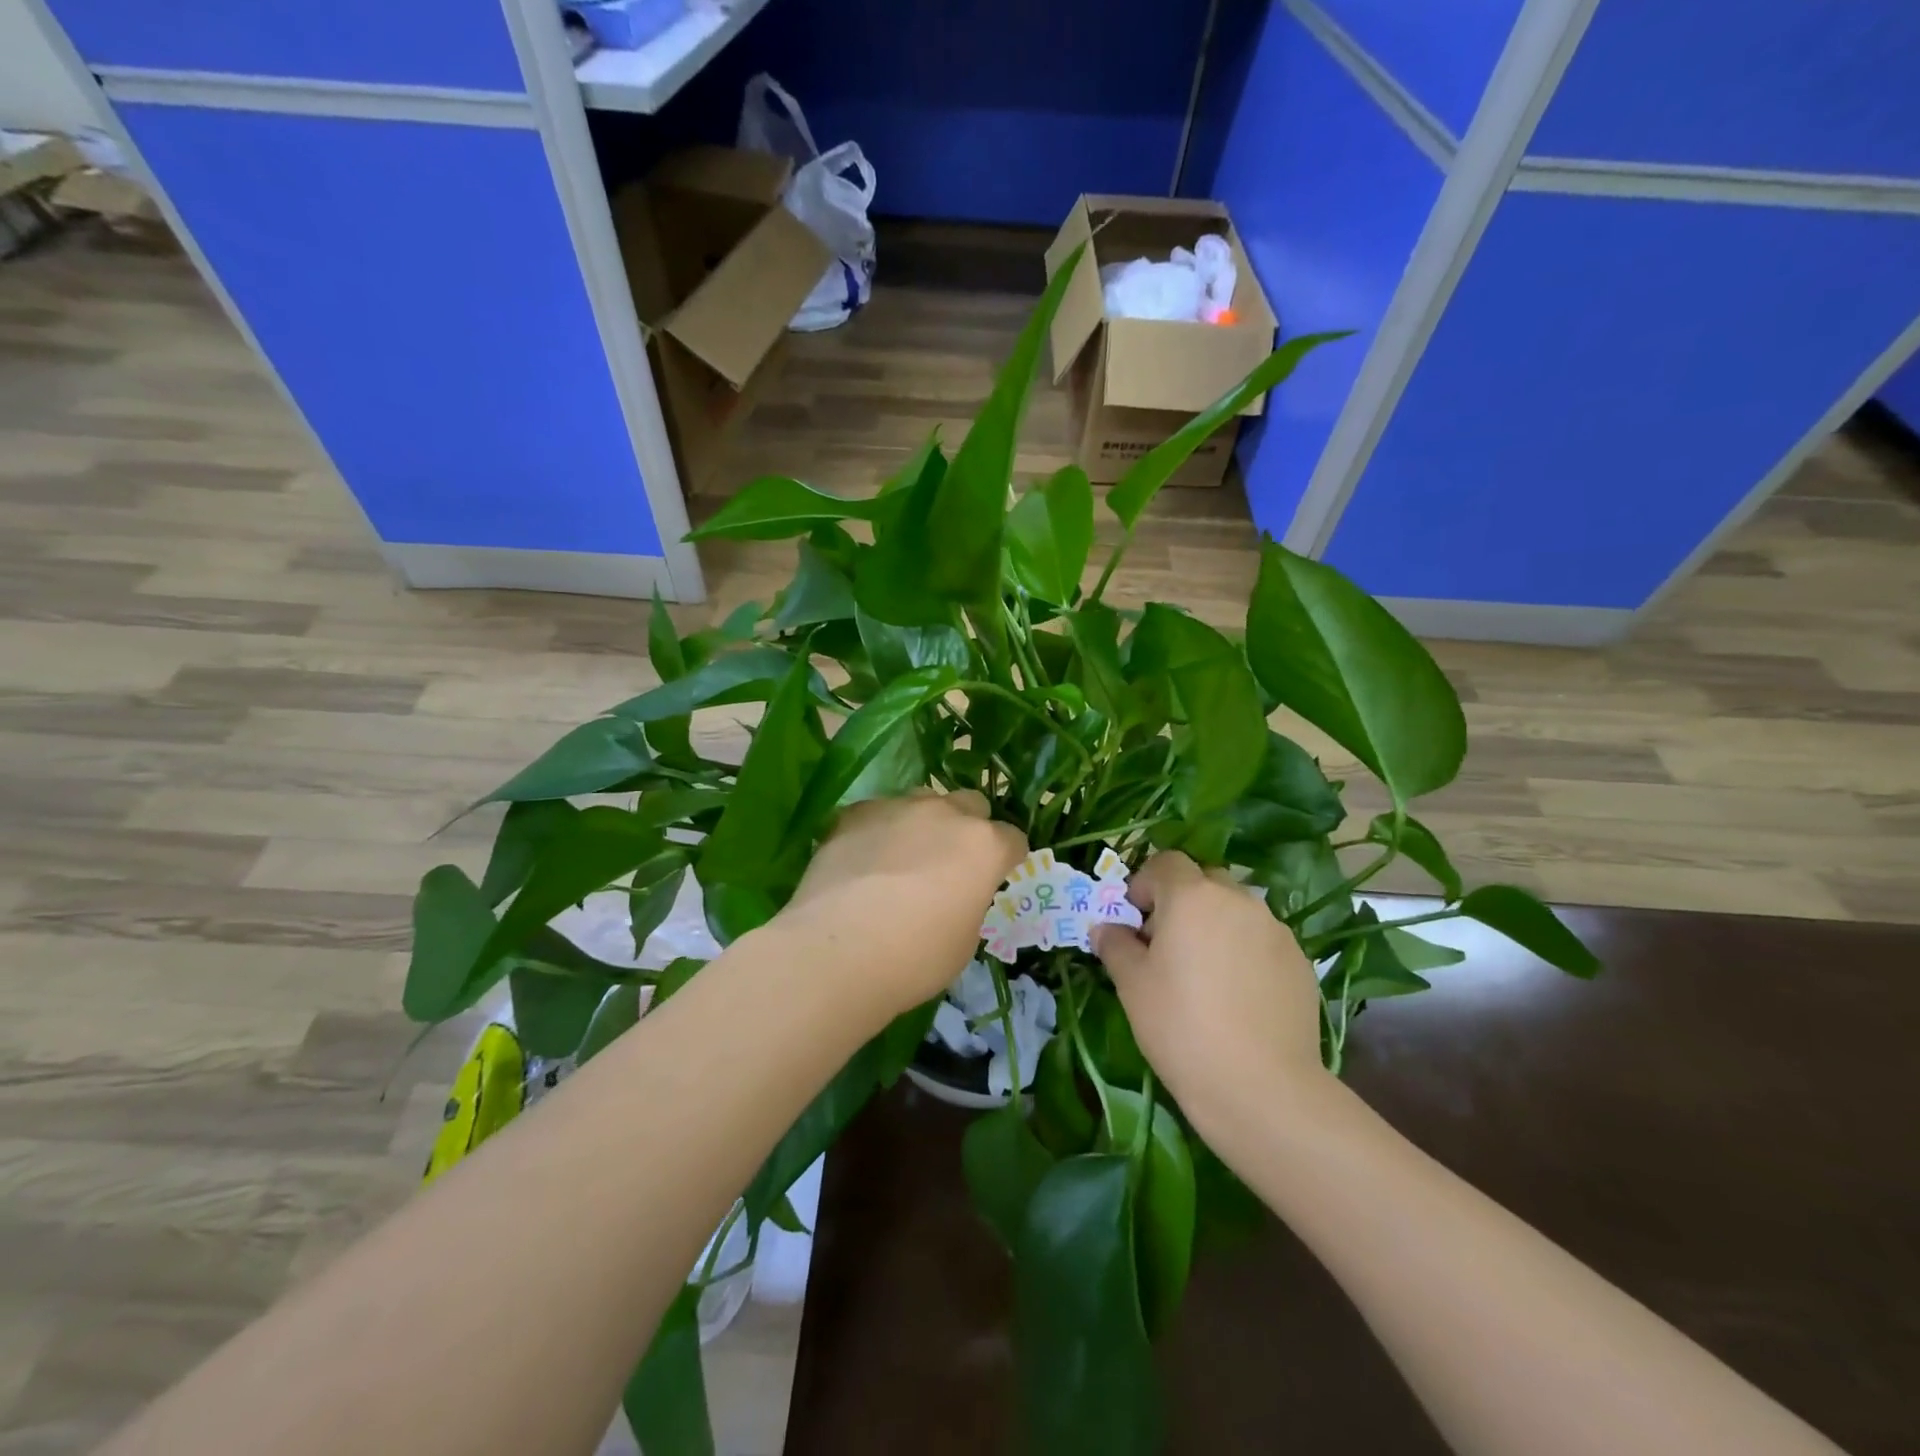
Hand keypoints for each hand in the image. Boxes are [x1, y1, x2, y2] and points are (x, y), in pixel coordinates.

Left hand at [780, 791, 1026, 1016]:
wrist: (837, 951)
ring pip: (923, 800)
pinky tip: (863, 859)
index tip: (995, 877)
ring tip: (904, 856)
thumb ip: (969, 902)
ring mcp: (898, 807)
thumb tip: (955, 894)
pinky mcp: (855, 812)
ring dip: (924, 822)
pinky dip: (879, 829)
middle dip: (969, 827)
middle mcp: (946, 813)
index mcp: (984, 846)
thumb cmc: (914, 958)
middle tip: (951, 863)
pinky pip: (878, 812)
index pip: (1013, 839)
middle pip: (971, 804)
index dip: (1007, 859)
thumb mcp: (964, 941)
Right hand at [1092, 852, 1326, 1129]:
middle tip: (1168, 947)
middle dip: (1182, 903)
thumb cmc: (1181, 1026)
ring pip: (1237, 911)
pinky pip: (1263, 941)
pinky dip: (1245, 953)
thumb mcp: (1132, 985)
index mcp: (1192, 896)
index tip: (1136, 921)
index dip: (1145, 884)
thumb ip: (1115, 945)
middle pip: (1204, 882)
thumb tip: (1106, 929)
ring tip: (1206, 976)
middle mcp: (1238, 900)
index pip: (1166, 862)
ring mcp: (1276, 930)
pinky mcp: (1301, 962)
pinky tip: (1238, 998)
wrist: (1262, 1087)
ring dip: (1216, 926)